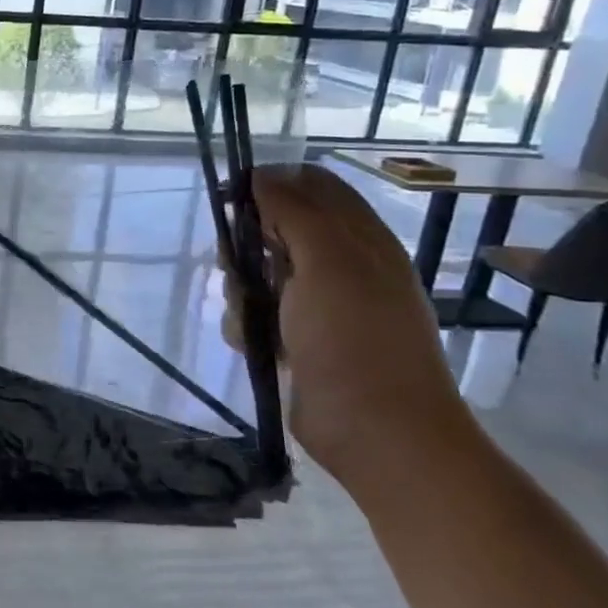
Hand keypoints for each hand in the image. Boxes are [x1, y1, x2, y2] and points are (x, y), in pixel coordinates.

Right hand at [223, 164, 468, 477]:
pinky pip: (257, 316)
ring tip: (249, 315)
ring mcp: (319, 307)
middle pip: (276, 230)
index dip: (270, 184)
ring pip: (259, 275)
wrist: (377, 432)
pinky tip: (253, 343)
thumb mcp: (327, 261)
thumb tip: (261, 175)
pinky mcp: (298, 341)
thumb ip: (293, 211)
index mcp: (359, 239)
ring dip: (242, 289)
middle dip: (247, 244)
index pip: (312, 186)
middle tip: (236, 264)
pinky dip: (247, 325)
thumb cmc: (355, 338)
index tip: (229, 199)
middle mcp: (340, 267)